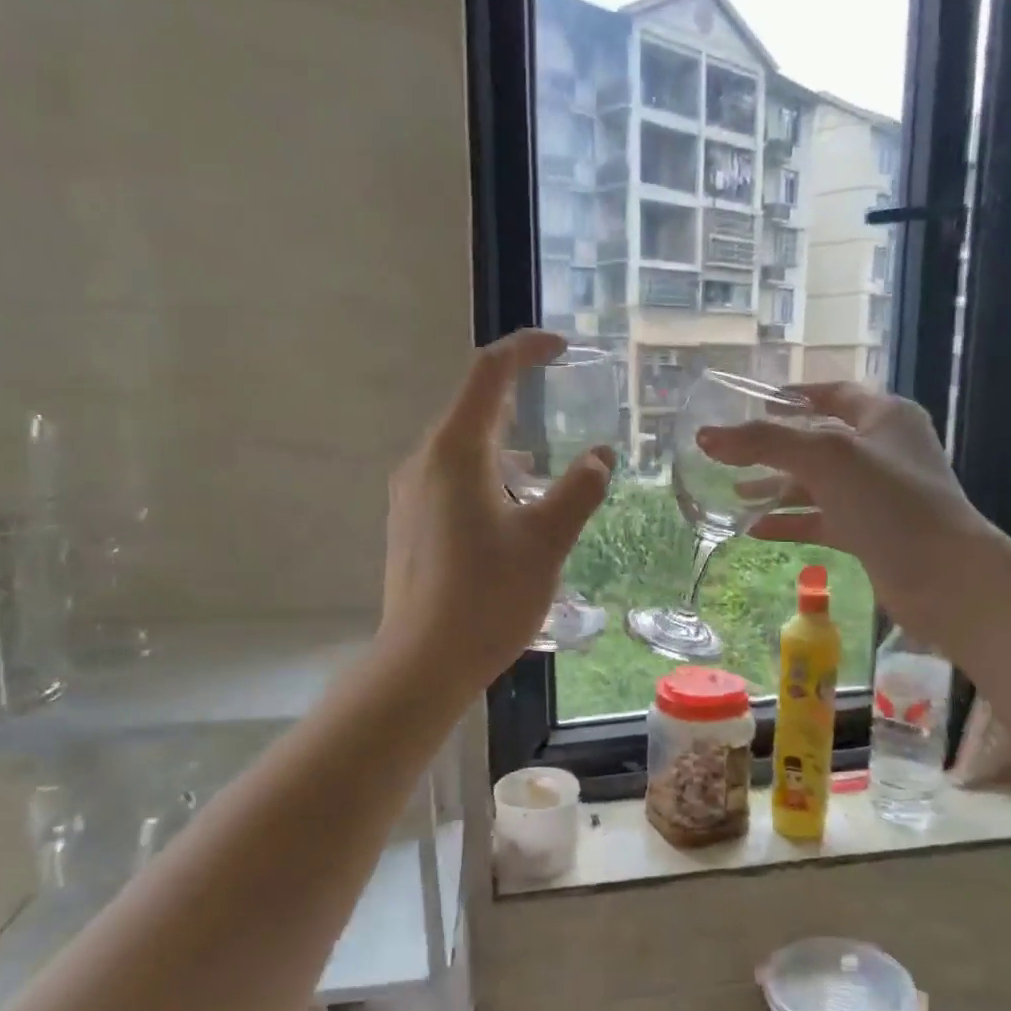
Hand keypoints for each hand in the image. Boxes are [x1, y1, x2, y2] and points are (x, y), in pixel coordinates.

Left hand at [379, 329, 613, 688]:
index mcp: (456, 452)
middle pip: (473, 408)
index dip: (526, 349)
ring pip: (462, 448)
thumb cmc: (488, 596)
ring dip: (505, 444)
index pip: (489, 373)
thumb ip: (579, 490)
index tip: (563, 347)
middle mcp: (424, 462)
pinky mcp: (409, 523)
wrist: (423, 662)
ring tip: (545, 469)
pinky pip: (451, 478)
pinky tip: (513, 509)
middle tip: (562, 407)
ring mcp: (410, 494)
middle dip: (518, 398)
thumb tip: (601, 456)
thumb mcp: (547, 541)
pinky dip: (488, 475)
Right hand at [698, 385, 989, 636]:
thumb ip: (764, 442)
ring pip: (818, 485)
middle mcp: (883, 452)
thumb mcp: (824, 458)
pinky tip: (756, 530)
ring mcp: (878, 496)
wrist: (944, 576)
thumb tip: (706, 436)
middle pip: (819, 442)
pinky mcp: (871, 534)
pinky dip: (791, 523)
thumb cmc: (889, 500)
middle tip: (731, 457)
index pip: (833, 394)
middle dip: (774, 450)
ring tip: (734, 496)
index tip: (753, 405)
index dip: (793, 396)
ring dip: (777, 489)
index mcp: (884, 417)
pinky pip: (822, 521)